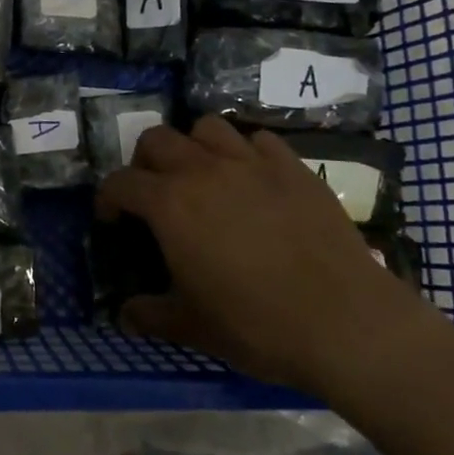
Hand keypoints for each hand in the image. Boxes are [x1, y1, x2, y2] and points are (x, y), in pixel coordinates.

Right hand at [95, 116, 430, 393]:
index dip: (108, 198)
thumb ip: (149, 315)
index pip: (120, 182)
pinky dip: (245, 153)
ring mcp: (252, 164)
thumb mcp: (191, 327)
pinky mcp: (294, 168)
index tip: (112, 220)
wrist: (345, 323)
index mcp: (170, 204)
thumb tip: (124, 316)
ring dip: (194, 146)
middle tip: (154, 194)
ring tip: (201, 177)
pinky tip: (252, 181)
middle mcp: (204, 171)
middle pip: (157, 139)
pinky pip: (259, 141)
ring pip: (207, 127)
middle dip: (145, 162)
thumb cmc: (255, 324)